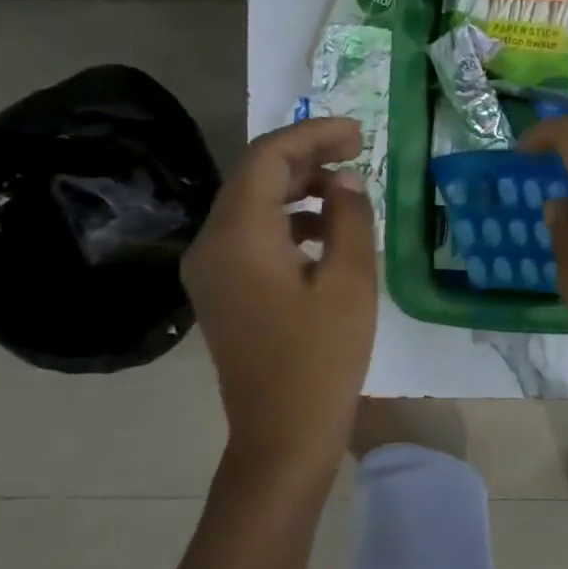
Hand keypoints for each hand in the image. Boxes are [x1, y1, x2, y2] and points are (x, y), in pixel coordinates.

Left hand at [182, 117, 376, 475]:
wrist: (282, 435)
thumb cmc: (322, 357)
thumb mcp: (350, 281)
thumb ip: (349, 218)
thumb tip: (344, 182)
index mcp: (239, 235)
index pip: (268, 158)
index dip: (313, 135)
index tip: (358, 133)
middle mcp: (211, 243)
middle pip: (254, 176)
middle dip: (305, 157)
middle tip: (357, 151)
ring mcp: (210, 269)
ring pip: (251, 204)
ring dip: (296, 187)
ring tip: (346, 190)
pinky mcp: (220, 290)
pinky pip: (249, 234)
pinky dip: (285, 220)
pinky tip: (323, 233)